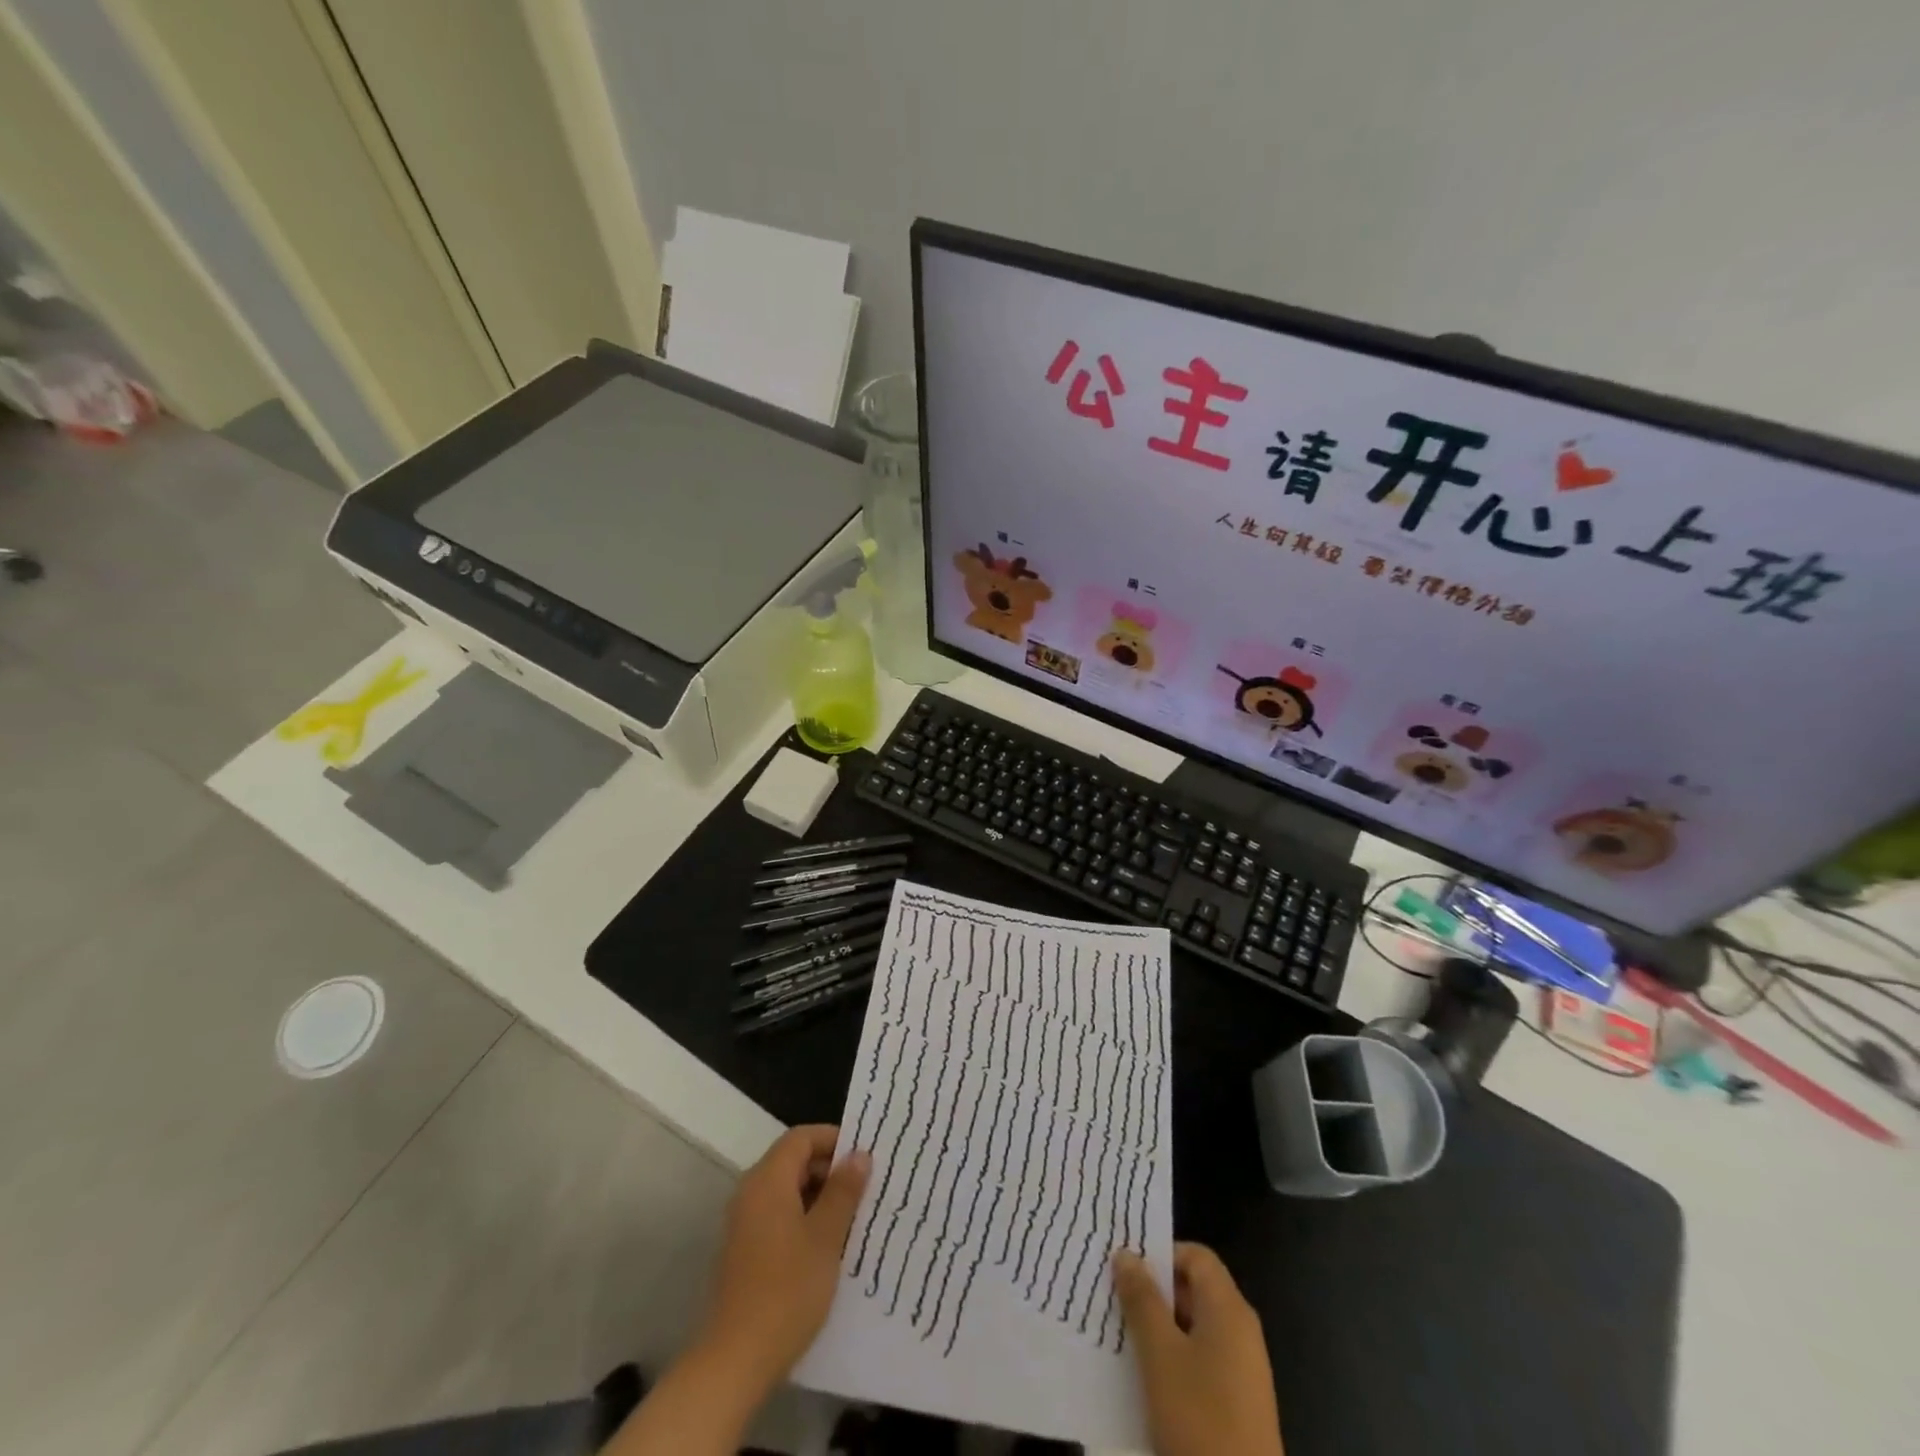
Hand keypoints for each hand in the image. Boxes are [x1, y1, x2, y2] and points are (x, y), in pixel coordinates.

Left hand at [693, 1124, 870, 1398]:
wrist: (735, 1360)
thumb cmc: (787, 1289)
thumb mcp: (826, 1237)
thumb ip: (843, 1191)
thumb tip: (859, 1155)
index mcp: (768, 1180)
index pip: (801, 1137)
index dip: (833, 1139)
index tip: (864, 1156)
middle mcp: (751, 1193)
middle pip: (792, 1161)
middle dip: (829, 1169)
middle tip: (865, 1187)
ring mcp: (744, 1223)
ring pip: (787, 1191)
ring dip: (819, 1196)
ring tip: (853, 1216)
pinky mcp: (744, 1251)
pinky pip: (778, 1216)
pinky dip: (803, 1218)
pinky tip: (828, 1245)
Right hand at [1113, 1243, 1284, 1455]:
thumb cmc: (1200, 1419)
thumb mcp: (1160, 1354)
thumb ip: (1142, 1299)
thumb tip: (1126, 1254)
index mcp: (1229, 1309)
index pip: (1196, 1256)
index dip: (1161, 1254)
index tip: (1126, 1270)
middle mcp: (1241, 1331)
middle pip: (1195, 1289)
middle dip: (1154, 1292)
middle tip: (1115, 1300)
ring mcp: (1243, 1370)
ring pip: (1194, 1327)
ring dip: (1160, 1327)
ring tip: (1122, 1338)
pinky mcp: (1238, 1404)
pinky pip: (1202, 1360)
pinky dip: (1174, 1358)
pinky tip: (1146, 1379)